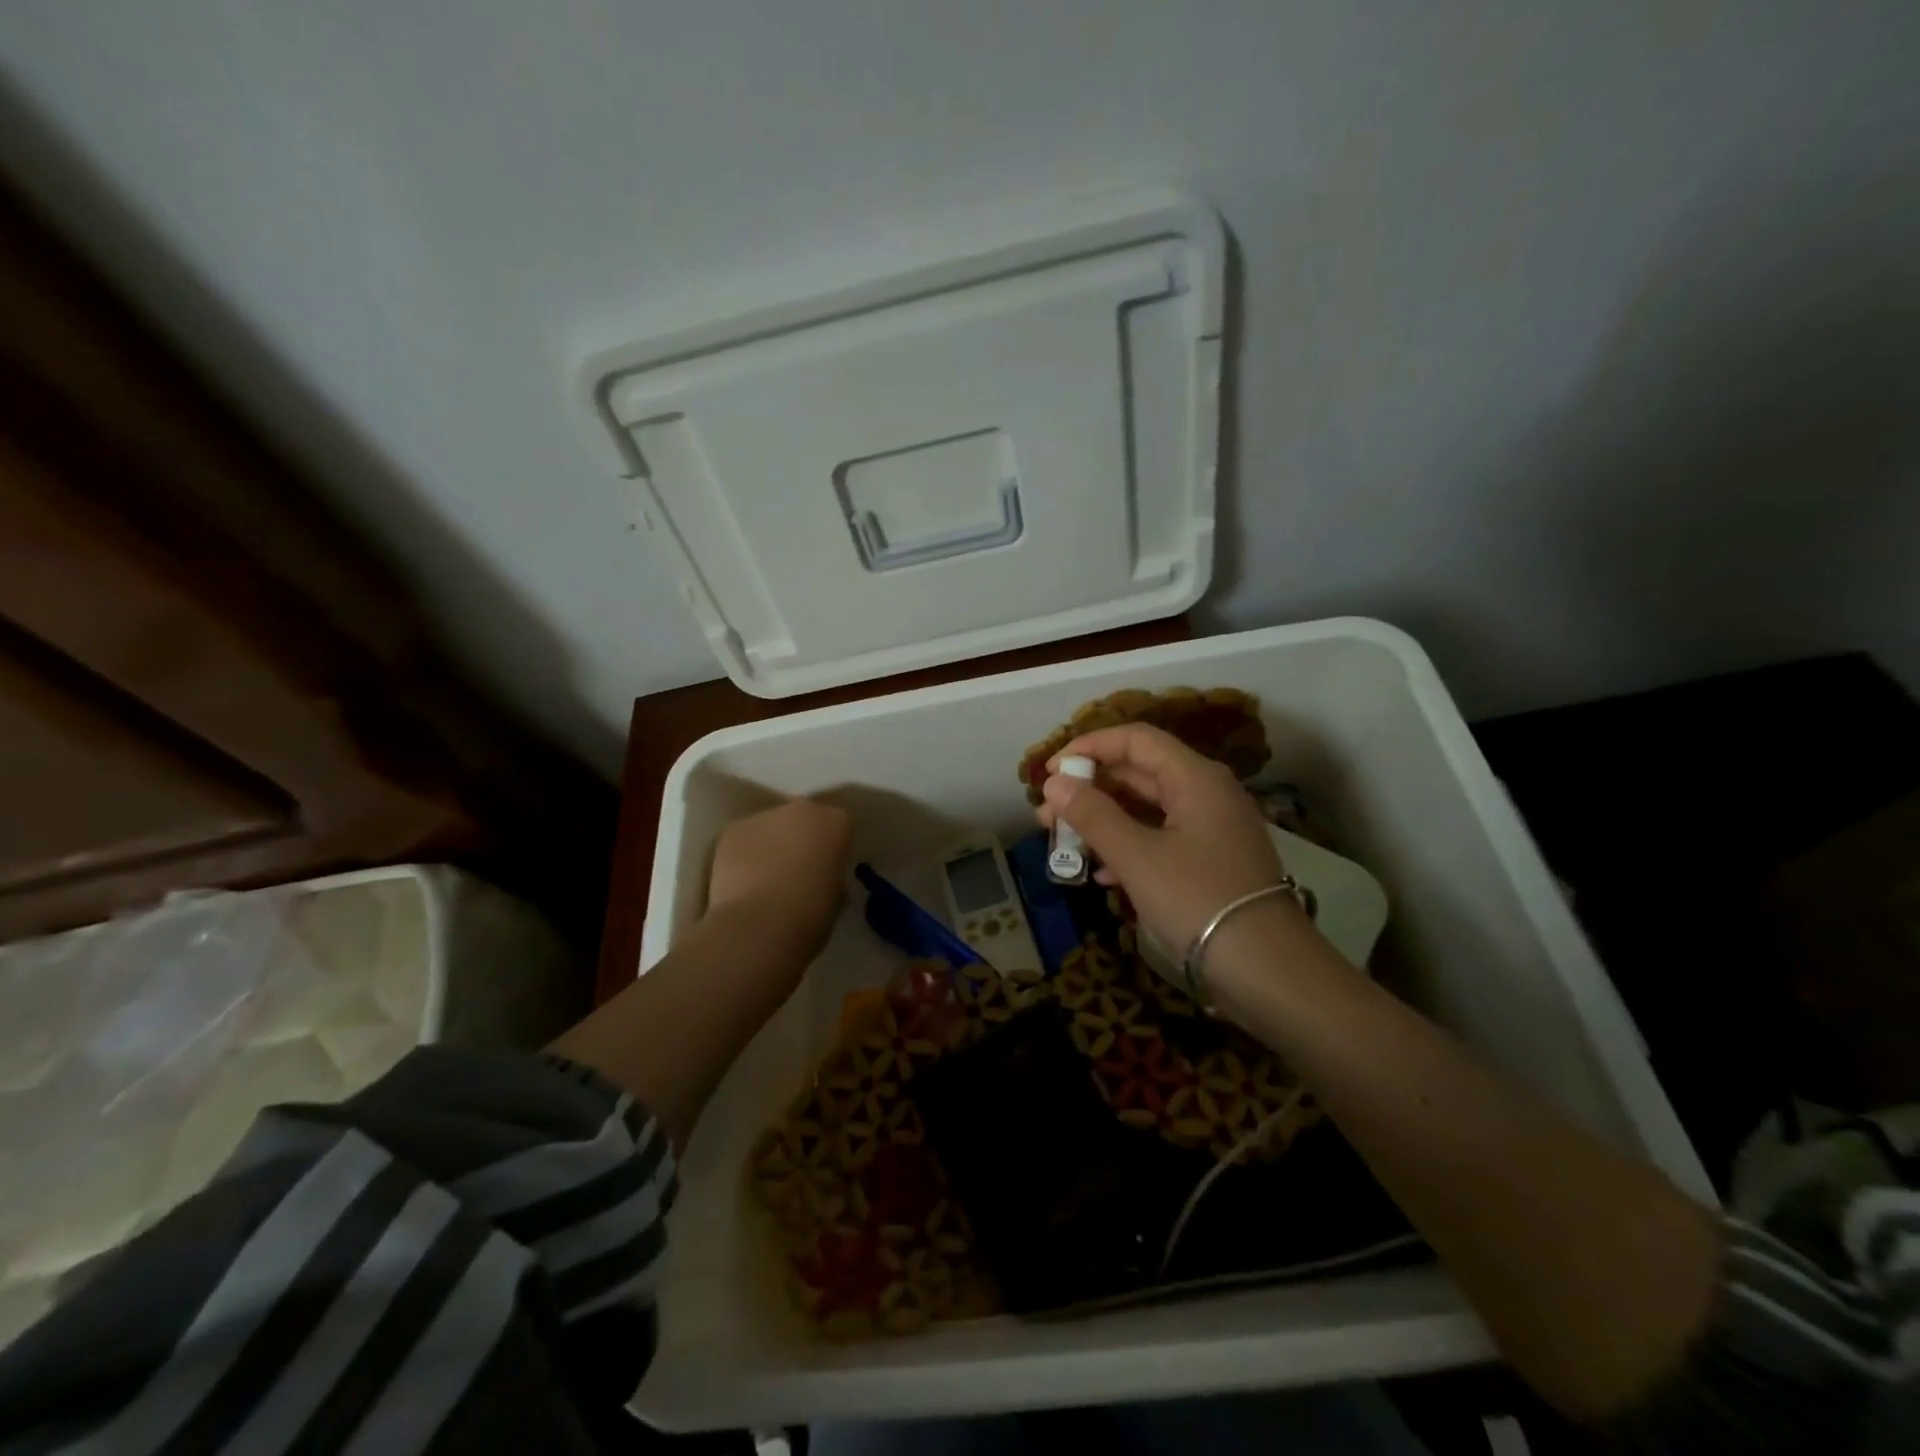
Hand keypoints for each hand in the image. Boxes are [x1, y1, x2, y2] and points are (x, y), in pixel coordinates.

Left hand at [707, 797, 850, 961]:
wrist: (759, 923)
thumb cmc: (810, 913)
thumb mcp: (836, 896)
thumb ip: (831, 875)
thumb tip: (820, 877)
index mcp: (836, 823)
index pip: (840, 828)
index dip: (833, 850)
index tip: (828, 871)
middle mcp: (802, 810)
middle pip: (804, 820)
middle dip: (801, 840)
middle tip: (797, 872)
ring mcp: (764, 817)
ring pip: (771, 828)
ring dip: (771, 846)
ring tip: (765, 881)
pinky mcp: (733, 830)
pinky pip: (744, 840)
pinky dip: (744, 856)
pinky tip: (742, 883)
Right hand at [1037, 723, 1296, 959]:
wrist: (1268, 969)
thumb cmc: (1198, 900)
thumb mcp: (1137, 857)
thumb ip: (1093, 815)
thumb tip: (1054, 782)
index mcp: (1195, 778)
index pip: (1135, 739)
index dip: (1089, 746)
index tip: (1051, 771)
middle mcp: (1207, 793)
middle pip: (1140, 772)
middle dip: (1091, 789)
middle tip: (1049, 814)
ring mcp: (1213, 829)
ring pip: (1149, 809)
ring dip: (1105, 821)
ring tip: (1065, 843)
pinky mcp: (1212, 861)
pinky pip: (1162, 838)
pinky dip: (1129, 847)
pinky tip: (1103, 875)